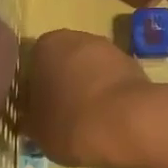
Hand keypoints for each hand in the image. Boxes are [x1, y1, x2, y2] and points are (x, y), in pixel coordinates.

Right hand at [22, 29, 153, 167]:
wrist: (128, 124)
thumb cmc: (70, 123)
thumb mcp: (37, 129)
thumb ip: (32, 117)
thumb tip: (35, 117)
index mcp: (46, 46)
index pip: (33, 65)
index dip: (36, 91)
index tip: (40, 112)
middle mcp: (78, 38)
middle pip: (65, 64)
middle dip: (65, 86)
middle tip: (63, 117)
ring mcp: (110, 49)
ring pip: (92, 72)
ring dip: (89, 90)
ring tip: (89, 122)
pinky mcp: (135, 66)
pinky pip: (114, 83)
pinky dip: (112, 98)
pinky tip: (111, 120)